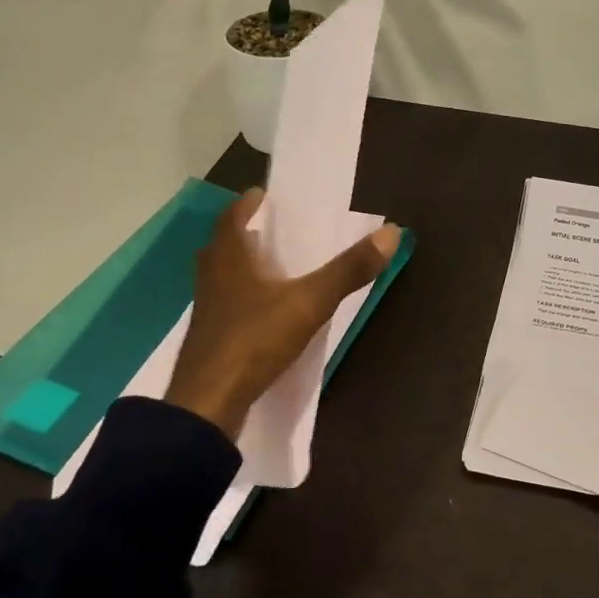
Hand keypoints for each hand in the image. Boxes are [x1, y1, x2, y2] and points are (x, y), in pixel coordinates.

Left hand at [163, 189, 399, 439]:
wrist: (209, 402)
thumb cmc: (255, 340)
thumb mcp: (309, 302)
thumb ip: (348, 270)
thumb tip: (392, 232)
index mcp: (229, 258)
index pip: (233, 217)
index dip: (247, 205)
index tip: (262, 196)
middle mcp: (211, 278)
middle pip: (223, 246)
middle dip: (245, 235)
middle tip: (271, 232)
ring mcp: (207, 311)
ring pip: (221, 278)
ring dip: (242, 268)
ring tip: (271, 270)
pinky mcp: (209, 340)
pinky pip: (226, 308)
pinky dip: (242, 301)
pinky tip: (262, 314)